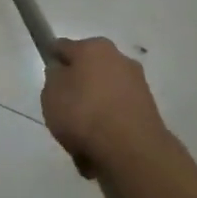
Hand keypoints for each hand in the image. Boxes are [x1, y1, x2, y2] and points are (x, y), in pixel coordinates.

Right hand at [41, 37, 172, 175]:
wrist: (131, 150)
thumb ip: (53, 78)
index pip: (64, 47)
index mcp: (94, 47)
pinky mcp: (148, 109)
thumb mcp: (50, 94)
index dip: (53, 61)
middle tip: (64, 109)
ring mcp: (137, 84)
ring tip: (82, 134)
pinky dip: (110, 122)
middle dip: (78, 85)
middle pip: (89, 69)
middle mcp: (119, 58)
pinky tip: (100, 143)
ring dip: (95, 106)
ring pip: (105, 92)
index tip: (48, 80)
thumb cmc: (83, 113)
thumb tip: (63, 73)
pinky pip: (119, 112)